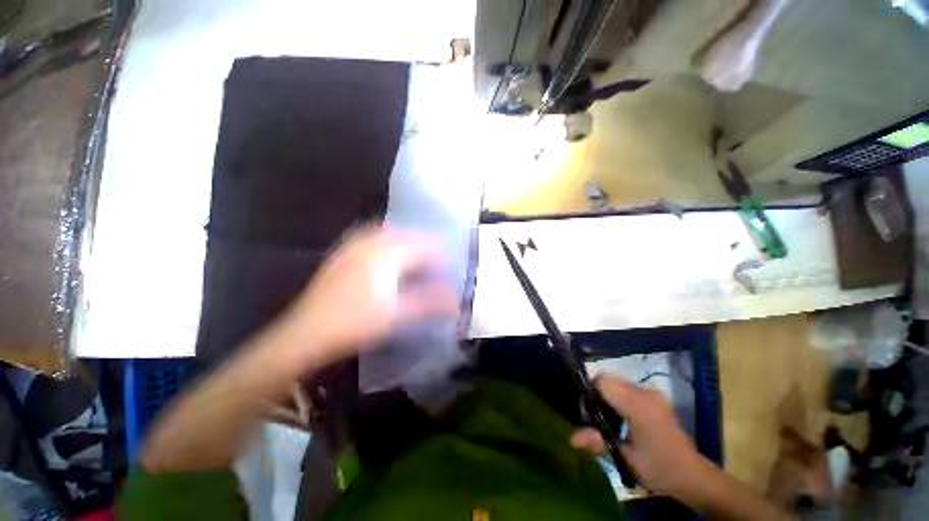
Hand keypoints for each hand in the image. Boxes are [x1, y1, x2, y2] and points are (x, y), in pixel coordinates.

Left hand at [281, 226, 459, 365]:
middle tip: (434, 258)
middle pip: (405, 234)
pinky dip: (385, 242)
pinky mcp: (342, 254)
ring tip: (415, 254)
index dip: (439, 254)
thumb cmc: (356, 323)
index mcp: (386, 255)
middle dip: (422, 244)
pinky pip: (370, 238)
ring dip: (404, 240)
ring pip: (386, 233)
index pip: (422, 246)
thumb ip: (430, 304)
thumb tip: (456, 301)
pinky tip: (386, 255)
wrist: (307, 333)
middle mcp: (369, 243)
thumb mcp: (398, 314)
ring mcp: (352, 247)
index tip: (448, 265)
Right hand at [570, 378, 712, 496]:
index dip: (590, 391)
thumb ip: (599, 443)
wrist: (693, 476)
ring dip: (607, 395)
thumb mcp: (627, 459)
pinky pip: (627, 388)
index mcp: (639, 407)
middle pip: (609, 380)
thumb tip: (571, 438)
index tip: (586, 410)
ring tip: (606, 419)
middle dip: (597, 394)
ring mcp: (652, 393)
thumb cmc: (660, 469)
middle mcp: (646, 393)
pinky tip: (620, 417)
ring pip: (617, 382)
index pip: (604, 382)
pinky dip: (617, 397)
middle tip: (594, 417)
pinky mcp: (654, 397)